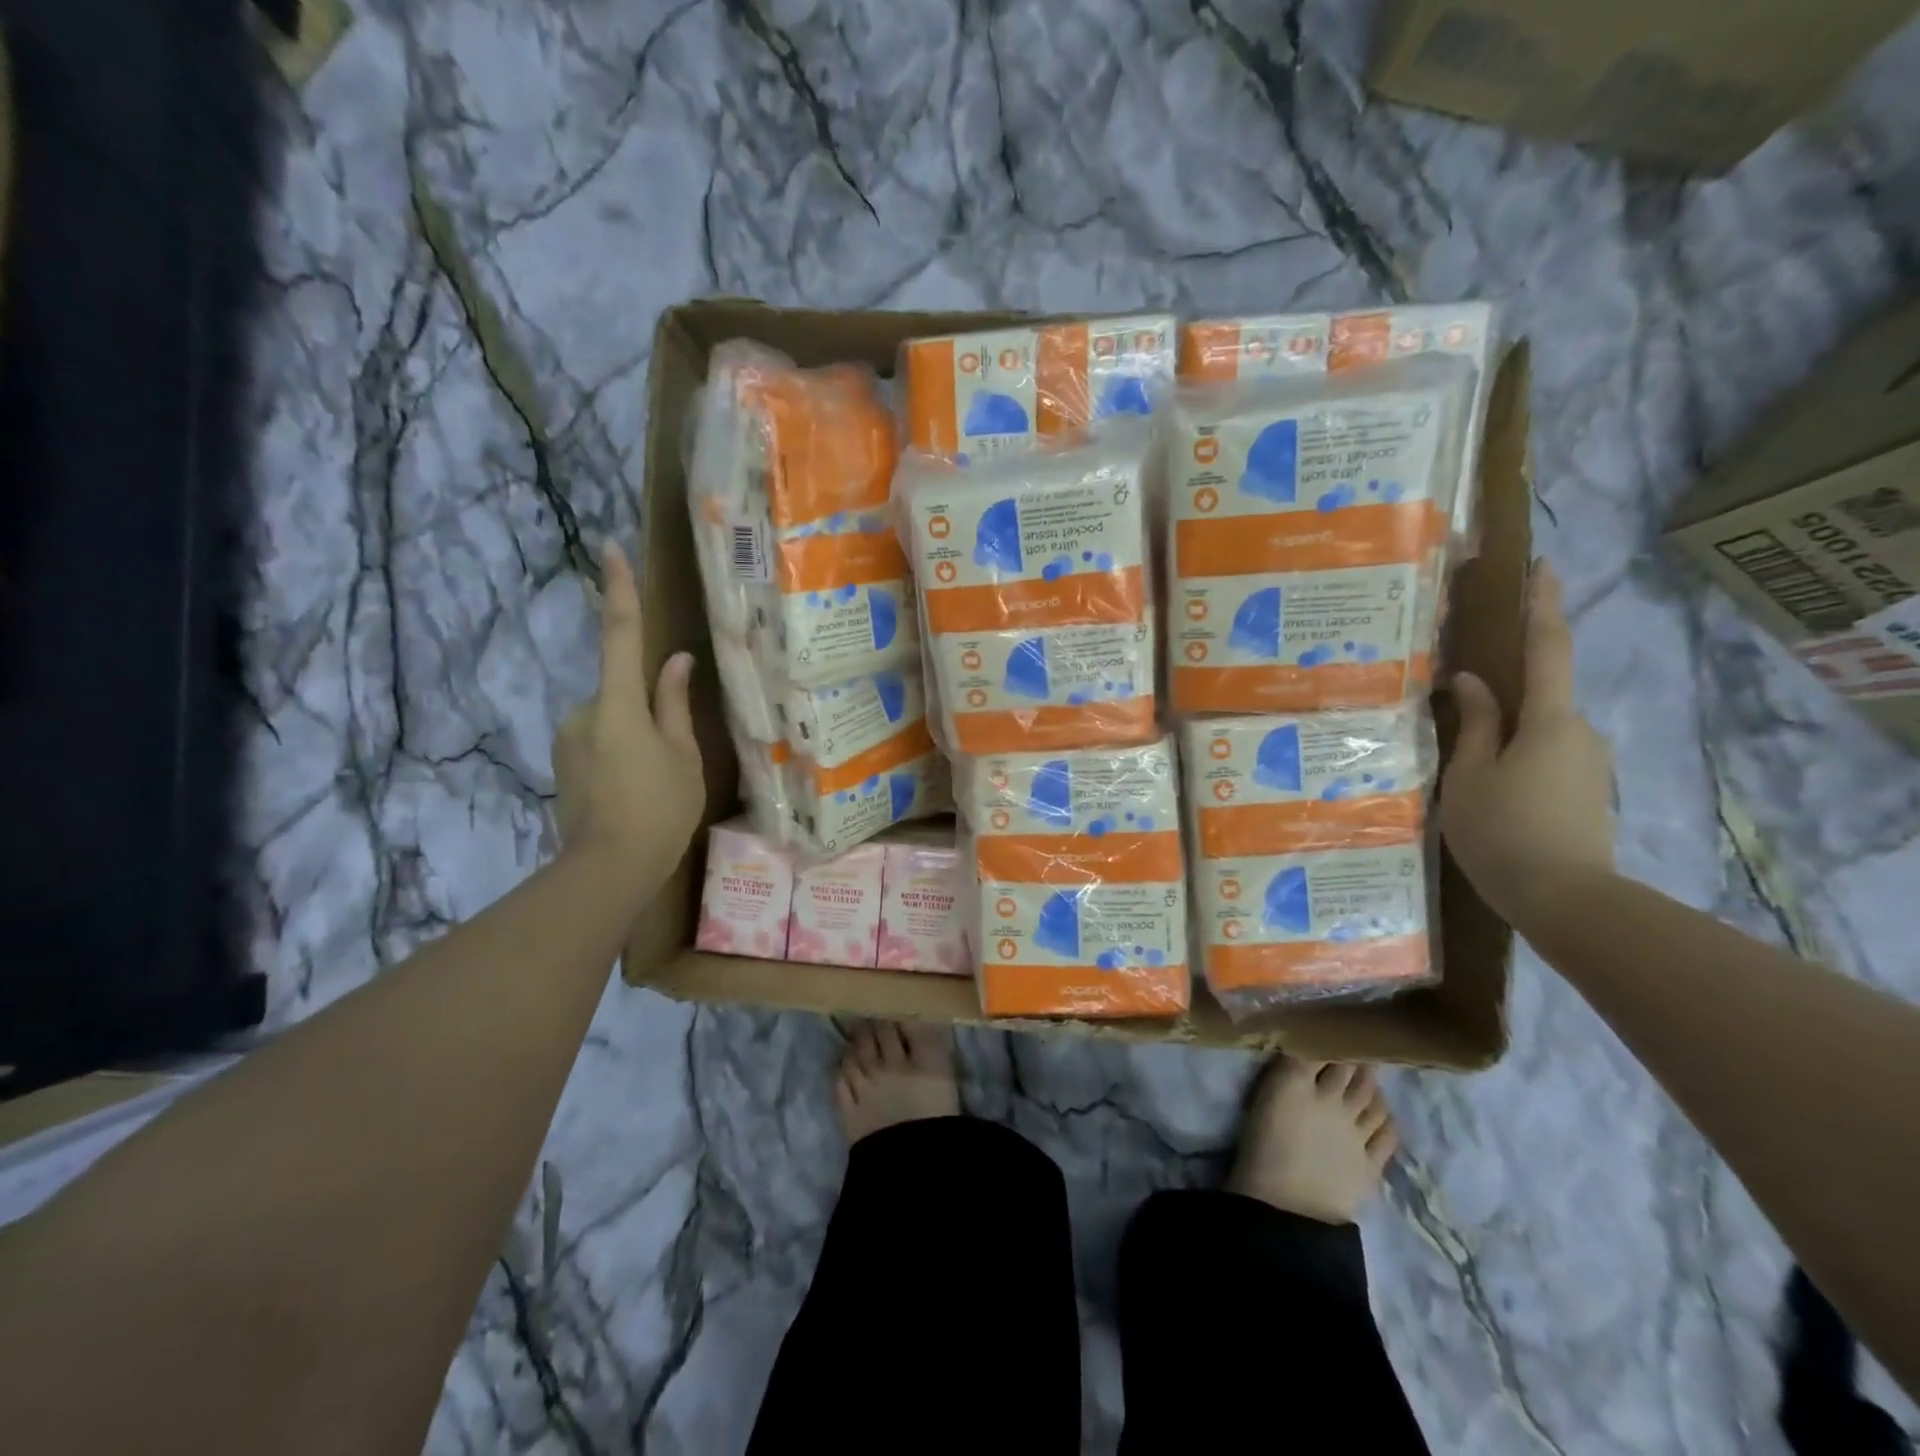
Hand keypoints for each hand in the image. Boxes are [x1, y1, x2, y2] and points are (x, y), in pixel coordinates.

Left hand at [553, 543, 703, 884]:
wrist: (607, 870)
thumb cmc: (659, 810)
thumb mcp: (683, 756)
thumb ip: (675, 705)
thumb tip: (675, 661)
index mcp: (619, 705)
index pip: (620, 636)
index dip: (619, 592)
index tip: (610, 550)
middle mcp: (584, 712)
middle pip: (621, 691)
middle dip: (645, 709)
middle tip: (671, 754)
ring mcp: (567, 739)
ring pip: (611, 719)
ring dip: (634, 734)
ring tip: (655, 780)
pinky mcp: (563, 762)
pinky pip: (598, 741)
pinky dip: (619, 753)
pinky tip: (634, 790)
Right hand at [1439, 561, 1614, 929]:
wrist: (1567, 901)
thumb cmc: (1505, 831)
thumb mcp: (1469, 776)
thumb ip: (1474, 725)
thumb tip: (1472, 681)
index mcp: (1550, 721)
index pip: (1548, 649)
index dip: (1544, 605)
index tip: (1542, 565)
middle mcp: (1579, 733)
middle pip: (1540, 695)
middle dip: (1506, 688)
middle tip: (1460, 693)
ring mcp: (1586, 764)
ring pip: (1538, 731)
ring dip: (1505, 732)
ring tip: (1461, 756)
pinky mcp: (1584, 792)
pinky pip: (1543, 757)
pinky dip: (1514, 757)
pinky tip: (1485, 787)